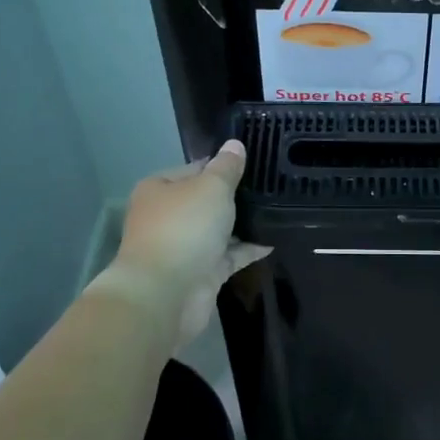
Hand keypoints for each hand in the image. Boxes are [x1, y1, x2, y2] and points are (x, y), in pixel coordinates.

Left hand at [99, 141, 271, 351]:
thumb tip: (235, 145)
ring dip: (242, 224)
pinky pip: (228, 256)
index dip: (223, 166)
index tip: (254, 164)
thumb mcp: (211, 187)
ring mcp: (183, 247)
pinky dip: (248, 249)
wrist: (165, 294)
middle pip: (206, 201)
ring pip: (218, 230)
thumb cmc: (184, 229)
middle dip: (234, 197)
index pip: (195, 169)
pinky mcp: (200, 274)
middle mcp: (168, 216)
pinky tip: (274, 240)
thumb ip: (227, 167)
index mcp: (160, 189)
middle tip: (271, 187)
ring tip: (279, 210)